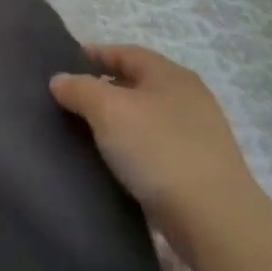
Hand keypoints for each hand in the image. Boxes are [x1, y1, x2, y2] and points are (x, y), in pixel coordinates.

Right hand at [50, 44, 255, 227]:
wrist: (212, 217)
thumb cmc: (158, 149)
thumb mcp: (109, 110)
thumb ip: (80, 89)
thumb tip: (59, 80)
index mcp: (170, 75)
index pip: (126, 52)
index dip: (95, 54)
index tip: (64, 63)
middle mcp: (188, 97)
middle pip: (137, 83)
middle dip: (103, 87)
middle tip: (69, 100)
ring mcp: (197, 133)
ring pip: (146, 116)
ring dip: (117, 120)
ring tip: (85, 132)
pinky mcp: (197, 166)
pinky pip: (154, 145)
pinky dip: (131, 146)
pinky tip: (113, 160)